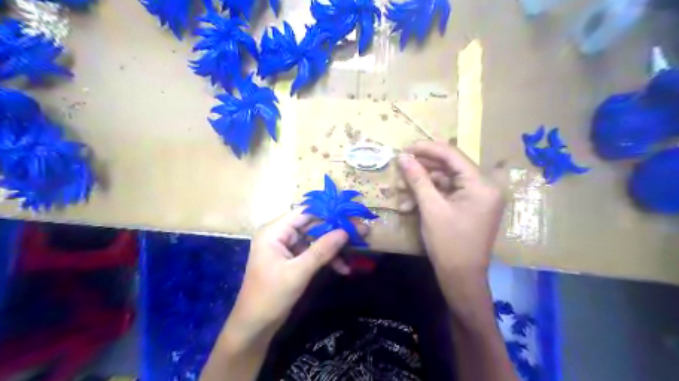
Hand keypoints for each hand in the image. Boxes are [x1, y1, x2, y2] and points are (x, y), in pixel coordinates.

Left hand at [226, 210, 357, 342]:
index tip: (351, 216)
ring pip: (315, 239)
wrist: (254, 326)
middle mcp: (279, 234)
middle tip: (361, 232)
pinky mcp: (292, 260)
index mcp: (274, 231)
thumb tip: (345, 232)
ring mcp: (286, 247)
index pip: (304, 213)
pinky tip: (342, 268)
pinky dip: (326, 258)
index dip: (328, 212)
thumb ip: (322, 251)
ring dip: (334, 246)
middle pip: (312, 224)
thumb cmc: (270, 296)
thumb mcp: (298, 272)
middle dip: (335, 230)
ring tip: (357, 249)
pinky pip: (312, 252)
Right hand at [395, 142, 500, 307]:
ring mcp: (477, 198)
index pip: (453, 155)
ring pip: (446, 181)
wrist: (461, 278)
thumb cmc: (448, 243)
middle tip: (401, 166)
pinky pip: (448, 194)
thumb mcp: (431, 208)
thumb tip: (402, 157)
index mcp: (481, 185)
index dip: (427, 149)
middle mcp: (484, 187)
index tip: (406, 147)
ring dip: (423, 184)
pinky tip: (410, 203)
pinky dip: (430, 196)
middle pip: (450, 167)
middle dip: (423, 168)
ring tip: (402, 189)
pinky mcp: (469, 207)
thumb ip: (418, 179)